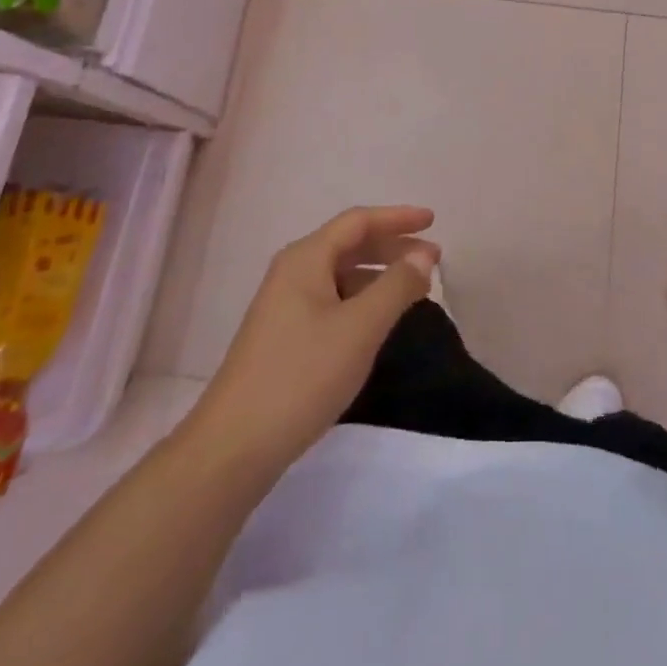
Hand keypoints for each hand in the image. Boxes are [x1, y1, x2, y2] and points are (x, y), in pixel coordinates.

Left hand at [185, 206, 439, 482]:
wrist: (233, 448)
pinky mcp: (284, 336)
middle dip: (392, 247)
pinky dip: (362, 299)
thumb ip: (396, 286)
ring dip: (379, 275)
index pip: (358, 221)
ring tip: (414, 289)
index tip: (433, 220)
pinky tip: (379, 320)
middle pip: (349, 244)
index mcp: (305, 259)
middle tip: (432, 259)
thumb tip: (424, 255)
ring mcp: (284, 306)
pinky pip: (332, 300)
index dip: (398, 217)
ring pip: (341, 275)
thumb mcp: (360, 328)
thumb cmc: (302, 376)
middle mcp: (292, 272)